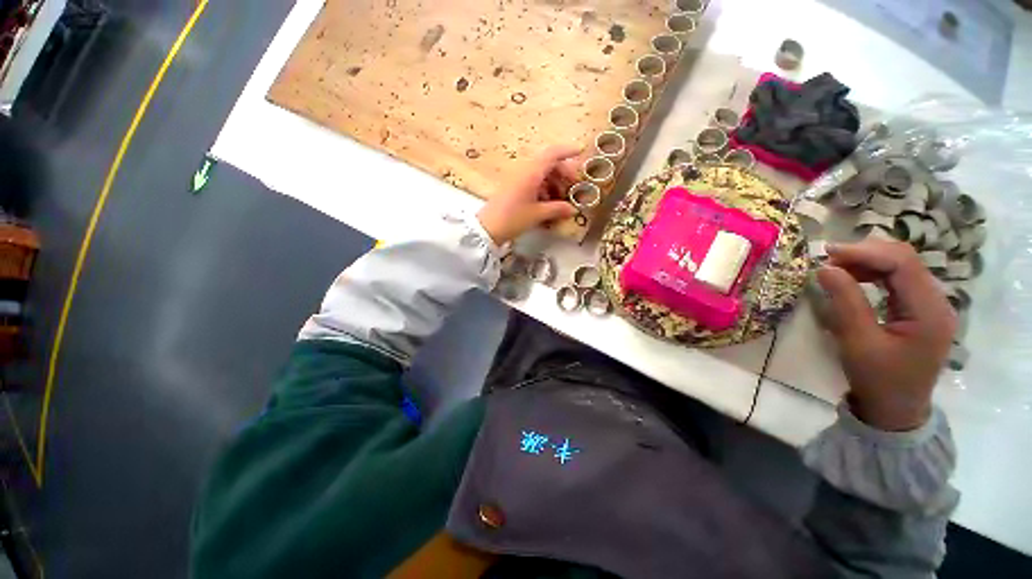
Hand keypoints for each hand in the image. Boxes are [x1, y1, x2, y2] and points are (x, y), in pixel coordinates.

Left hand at [477, 145, 581, 244]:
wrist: (487, 228)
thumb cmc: (513, 218)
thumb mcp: (537, 214)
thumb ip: (557, 209)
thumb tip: (573, 209)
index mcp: (532, 172)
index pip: (552, 153)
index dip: (567, 150)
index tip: (581, 152)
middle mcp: (525, 171)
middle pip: (548, 164)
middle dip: (563, 174)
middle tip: (572, 188)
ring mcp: (518, 179)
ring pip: (540, 174)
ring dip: (553, 184)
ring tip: (560, 201)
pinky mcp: (513, 188)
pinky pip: (532, 183)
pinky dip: (543, 190)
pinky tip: (546, 205)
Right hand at [817, 240, 956, 430]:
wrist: (896, 409)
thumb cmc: (878, 379)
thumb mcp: (858, 342)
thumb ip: (846, 302)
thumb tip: (826, 268)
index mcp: (929, 311)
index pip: (902, 263)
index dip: (865, 252)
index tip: (827, 253)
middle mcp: (937, 301)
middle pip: (905, 259)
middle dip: (866, 253)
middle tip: (829, 260)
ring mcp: (932, 305)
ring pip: (902, 266)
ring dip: (869, 262)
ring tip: (837, 269)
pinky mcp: (921, 309)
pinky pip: (900, 280)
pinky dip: (875, 273)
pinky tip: (855, 279)